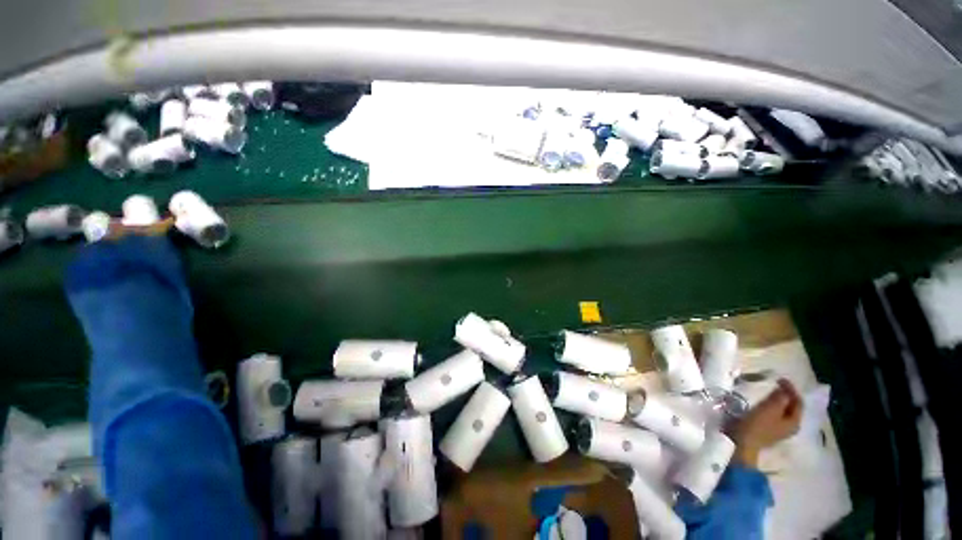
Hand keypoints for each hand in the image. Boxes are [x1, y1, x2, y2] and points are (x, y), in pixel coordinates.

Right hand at [730, 378, 802, 466]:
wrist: (743, 444)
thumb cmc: (757, 425)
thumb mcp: (769, 409)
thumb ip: (779, 398)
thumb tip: (784, 390)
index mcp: (794, 422)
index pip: (798, 402)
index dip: (791, 389)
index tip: (779, 378)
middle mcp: (791, 427)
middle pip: (791, 407)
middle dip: (785, 395)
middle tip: (774, 384)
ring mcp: (779, 430)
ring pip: (782, 411)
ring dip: (777, 401)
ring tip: (767, 392)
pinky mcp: (768, 431)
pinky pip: (774, 415)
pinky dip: (771, 407)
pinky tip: (762, 404)